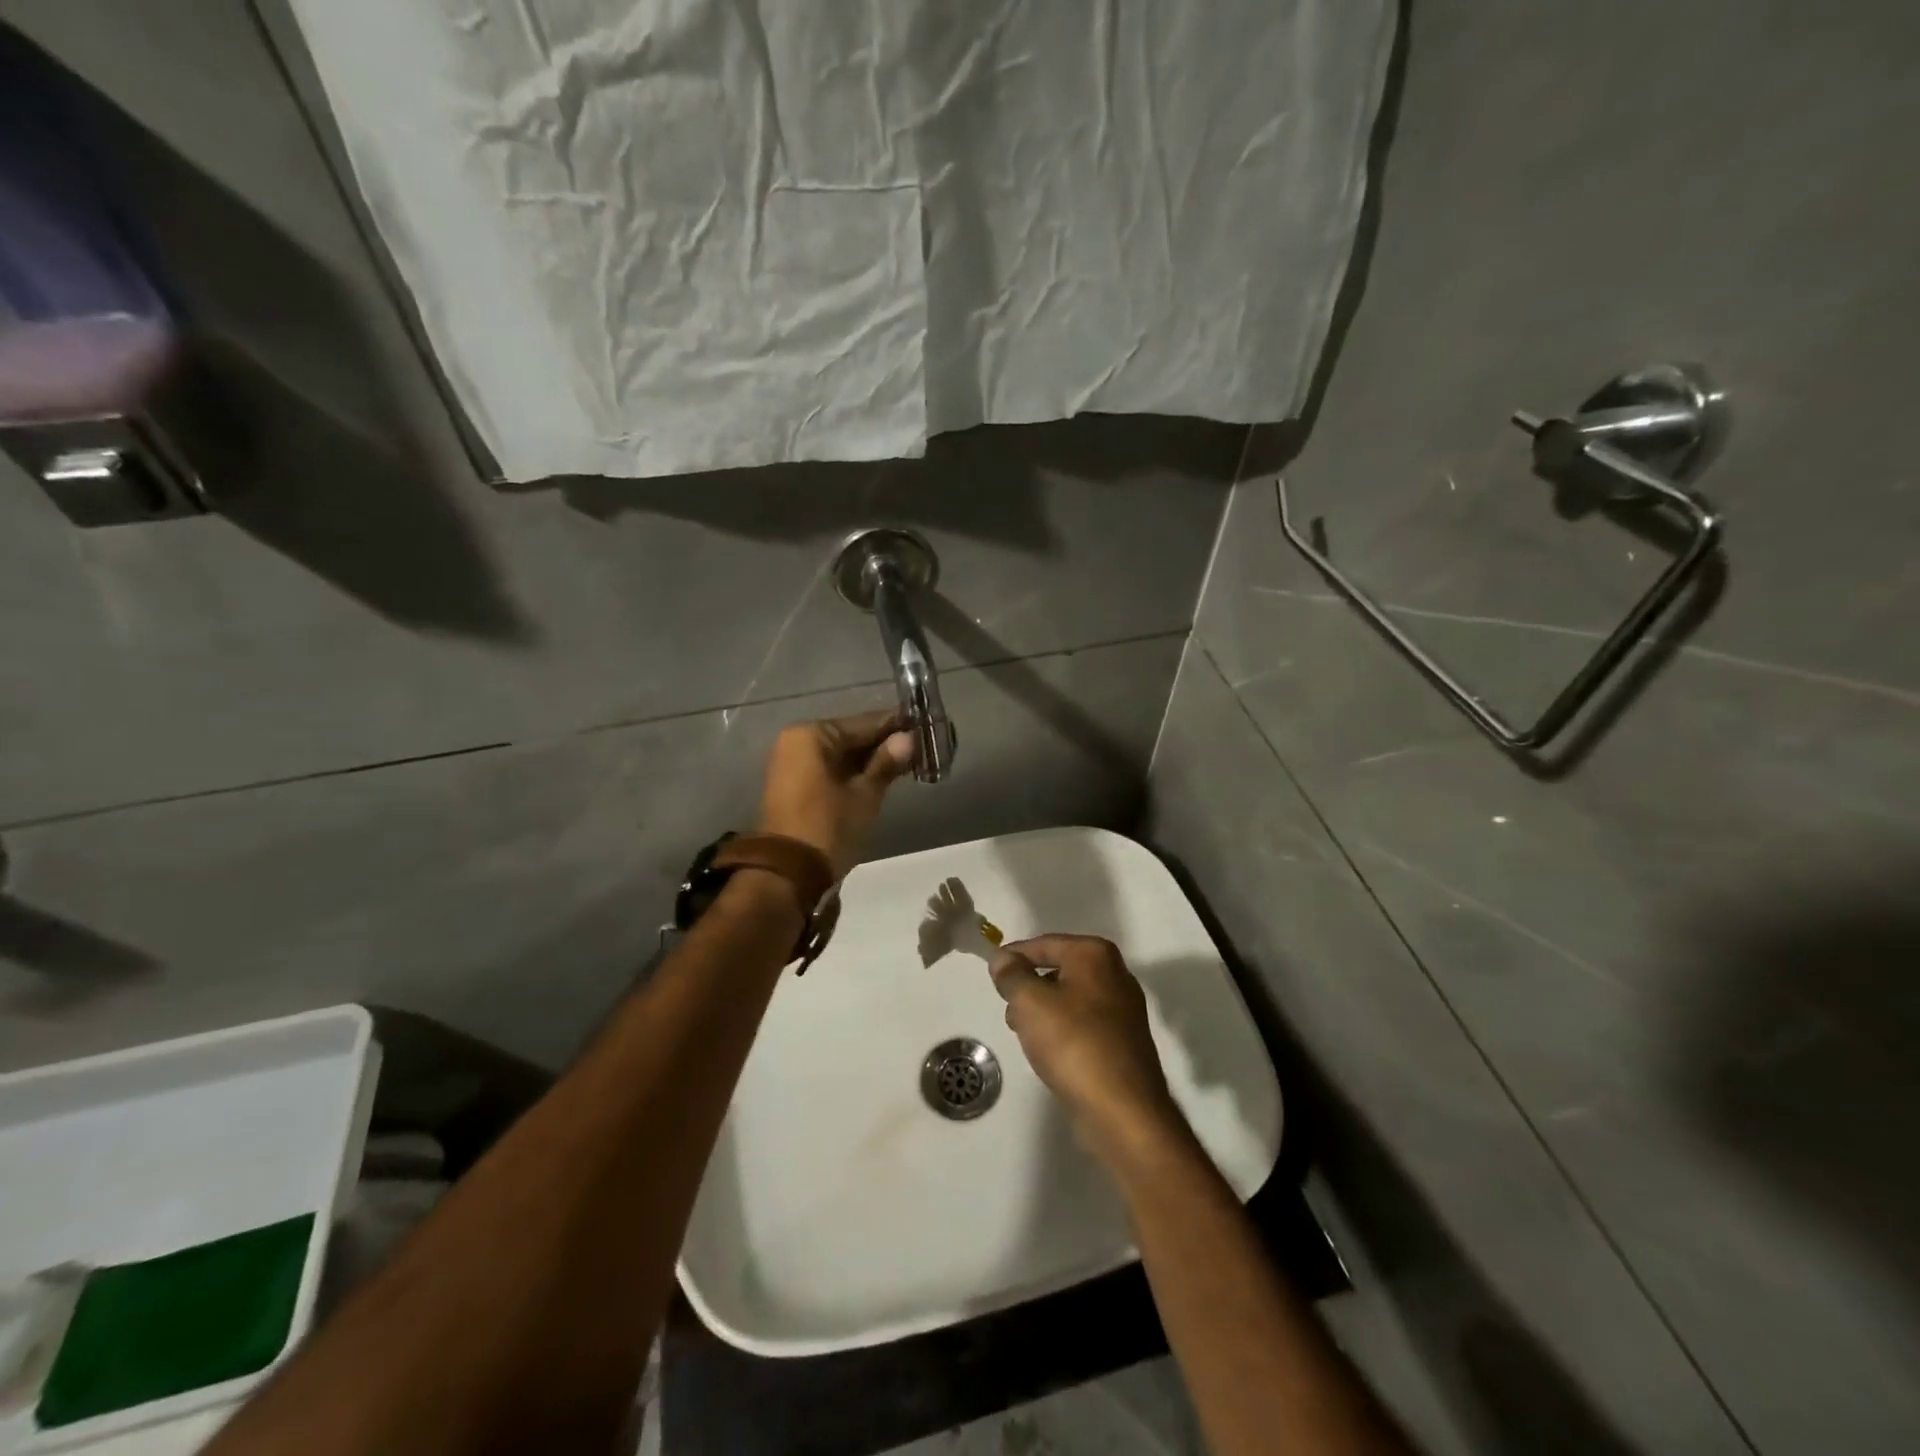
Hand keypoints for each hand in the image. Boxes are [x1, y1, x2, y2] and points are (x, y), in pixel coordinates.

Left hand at [758, 710, 915, 878]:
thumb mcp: (864, 795)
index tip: (923, 723)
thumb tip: (908, 738)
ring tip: (907, 761)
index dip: (895, 725)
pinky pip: (829, 769)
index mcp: (811, 735)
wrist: (788, 873)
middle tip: (920, 745)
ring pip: (840, 755)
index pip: (863, 724)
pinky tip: (881, 776)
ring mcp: (792, 764)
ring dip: (869, 760)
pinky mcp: (793, 785)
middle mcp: (797, 741)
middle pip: (849, 737)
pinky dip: (852, 773)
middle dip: (882, 743)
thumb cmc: (829, 826)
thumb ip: (886, 763)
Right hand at [988, 934, 1186, 1164]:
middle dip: (1029, 986)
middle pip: (1058, 969)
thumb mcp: (1029, 1001)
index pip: (1043, 943)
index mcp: (1095, 954)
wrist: (1122, 1109)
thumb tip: (1003, 958)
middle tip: (1010, 1009)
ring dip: (1043, 1011)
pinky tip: (1049, 1052)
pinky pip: (1082, 1024)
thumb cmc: (1072, 1043)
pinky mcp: (1123, 1041)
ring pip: (1069, 998)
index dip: (1014, 956)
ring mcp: (1123, 1009)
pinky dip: (1062, 1030)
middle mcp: (1115, 974)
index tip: (992, 975)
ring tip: (1025, 1035)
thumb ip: (1011, 975)